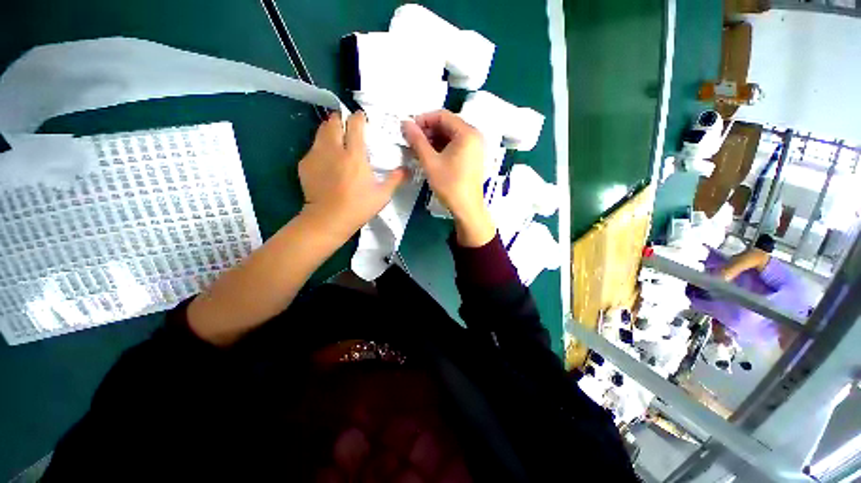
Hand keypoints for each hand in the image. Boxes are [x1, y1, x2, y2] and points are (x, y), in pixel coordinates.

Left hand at [299, 111, 406, 243]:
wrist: (328, 220)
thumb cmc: (358, 207)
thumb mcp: (382, 195)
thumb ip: (395, 179)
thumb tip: (407, 170)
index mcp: (354, 155)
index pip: (355, 124)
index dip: (359, 118)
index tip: (363, 119)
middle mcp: (334, 149)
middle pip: (333, 121)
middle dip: (341, 119)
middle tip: (348, 128)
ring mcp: (316, 155)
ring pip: (320, 131)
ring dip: (330, 130)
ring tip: (337, 140)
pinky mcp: (305, 164)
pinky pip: (313, 147)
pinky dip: (321, 148)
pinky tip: (327, 161)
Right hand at [403, 110, 495, 246]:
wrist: (467, 209)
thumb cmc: (450, 185)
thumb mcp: (430, 162)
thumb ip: (417, 140)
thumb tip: (405, 123)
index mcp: (467, 133)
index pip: (442, 115)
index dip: (423, 119)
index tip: (408, 129)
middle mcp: (474, 136)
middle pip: (448, 125)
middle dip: (428, 131)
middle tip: (412, 141)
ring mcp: (475, 148)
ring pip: (451, 136)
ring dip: (434, 140)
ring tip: (419, 150)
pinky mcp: (473, 158)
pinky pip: (456, 146)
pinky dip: (442, 148)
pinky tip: (430, 156)